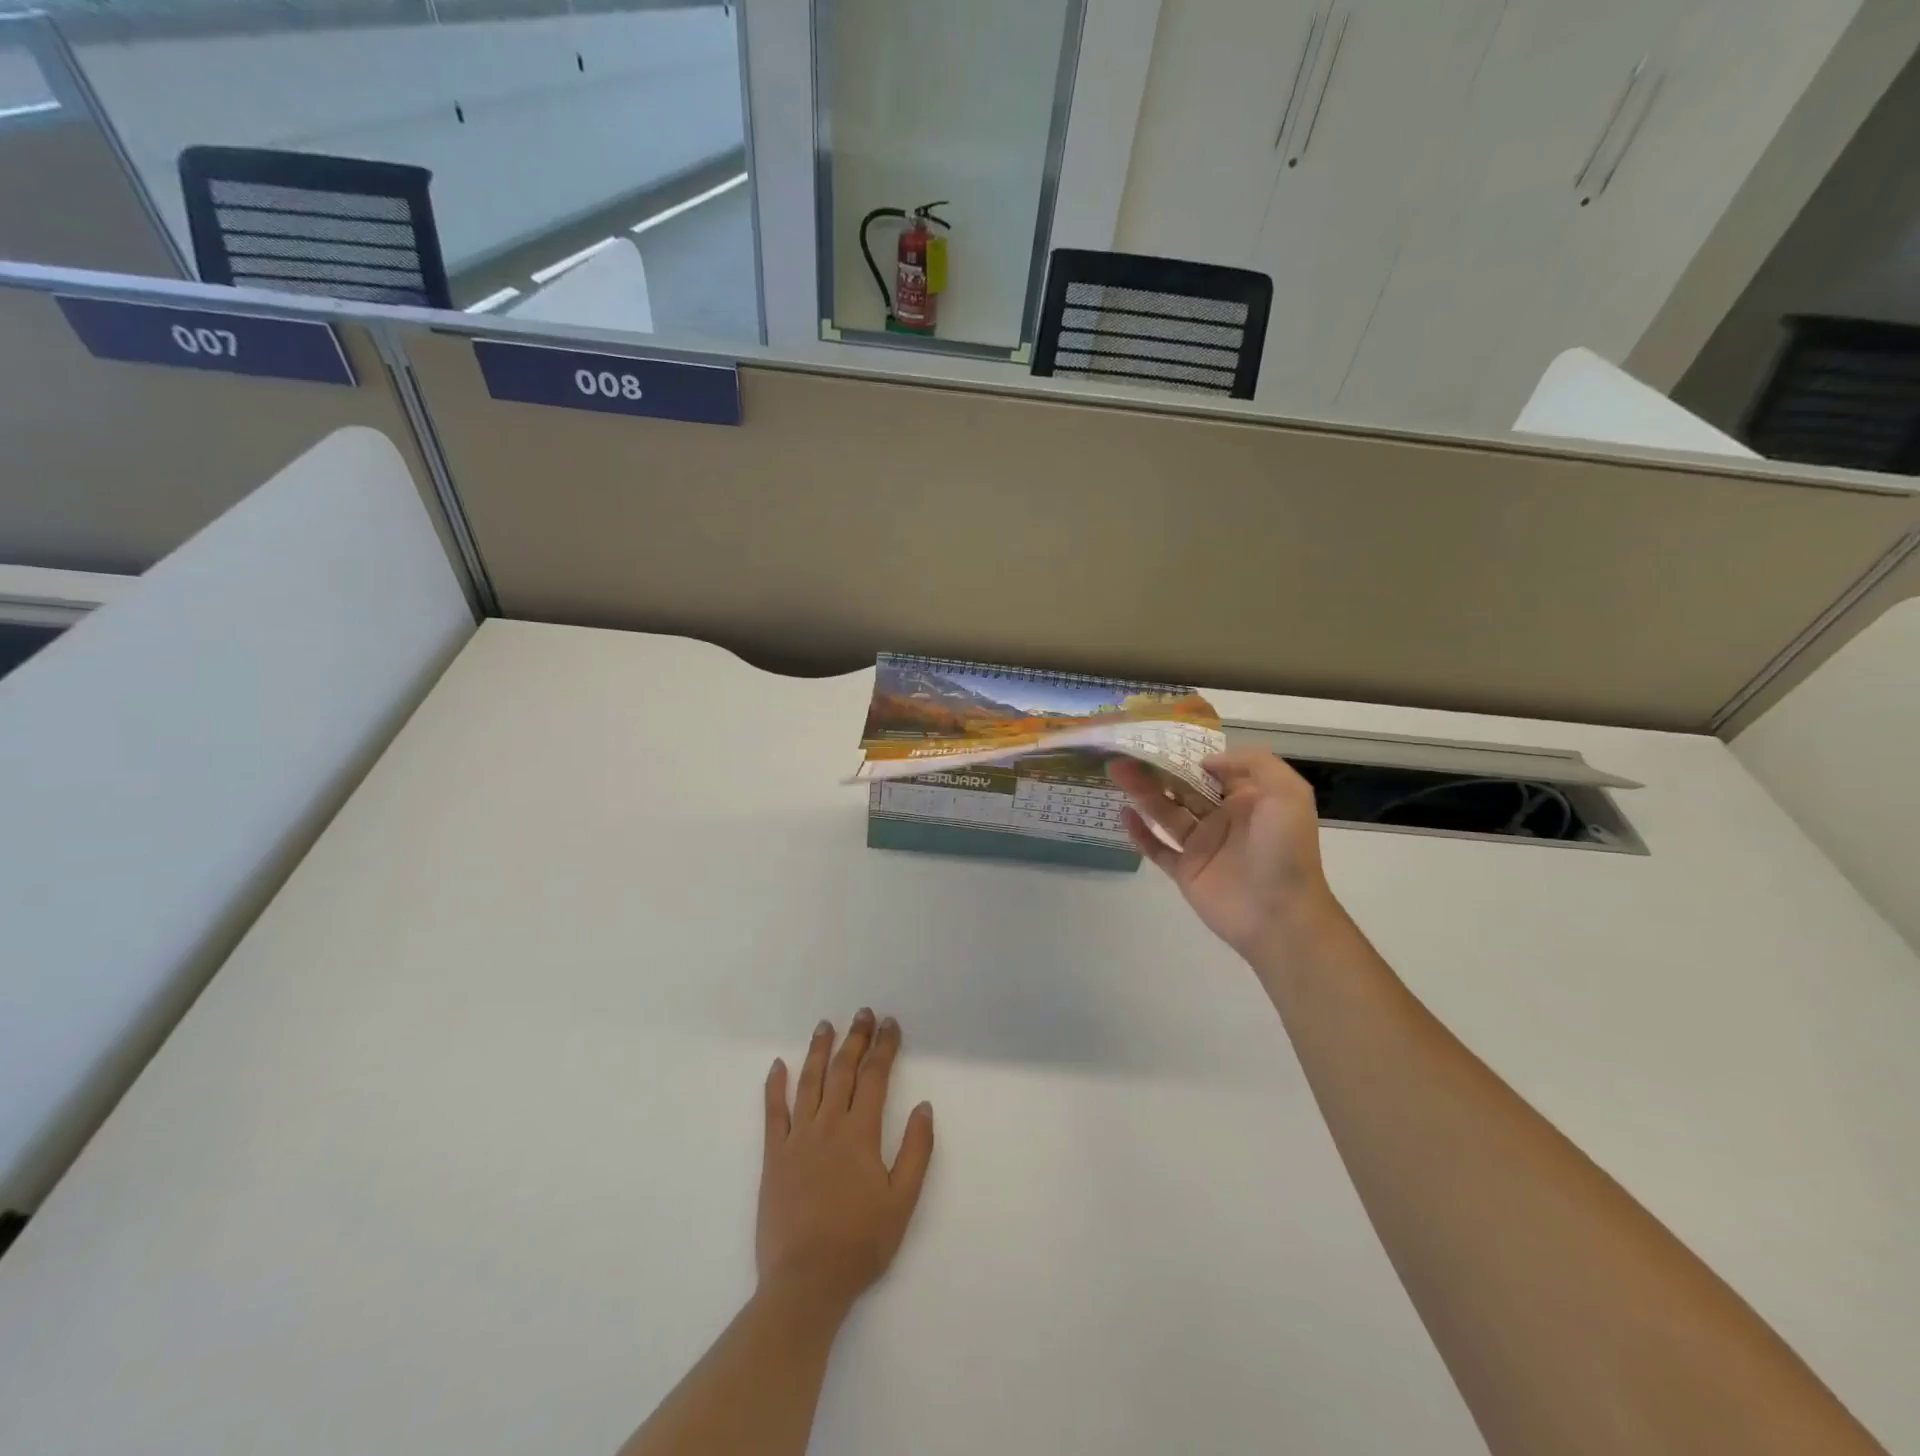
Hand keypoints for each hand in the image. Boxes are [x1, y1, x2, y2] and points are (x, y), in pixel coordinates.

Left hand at [758, 1011, 934, 1321]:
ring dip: (819, 1050)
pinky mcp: (774, 1156)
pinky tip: (778, 1065)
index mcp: (860, 1134)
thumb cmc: (860, 1244)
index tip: (890, 1024)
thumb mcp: (902, 1202)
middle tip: (863, 1013)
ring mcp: (797, 1138)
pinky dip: (775, 1086)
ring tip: (826, 1025)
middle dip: (856, 1038)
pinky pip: (773, 1112)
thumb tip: (924, 1107)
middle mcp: (828, 1125)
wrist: (805, 1283)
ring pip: (809, 1082)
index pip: (875, 1077)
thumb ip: (916, 1151)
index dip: (884, 1047)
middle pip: (843, 1070)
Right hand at [1110, 749, 1342, 959]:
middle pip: (1183, 788)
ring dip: (1142, 792)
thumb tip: (1206, 762)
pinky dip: (1140, 833)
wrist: (1280, 915)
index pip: (1213, 770)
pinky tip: (1124, 814)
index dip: (1188, 754)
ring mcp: (1202, 846)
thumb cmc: (1284, 851)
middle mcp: (1223, 819)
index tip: (1160, 740)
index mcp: (1248, 799)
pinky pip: (1157, 848)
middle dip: (1157, 770)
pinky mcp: (1185, 871)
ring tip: (1116, 771)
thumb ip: (1253, 763)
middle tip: (1127, 753)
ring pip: (1166, 812)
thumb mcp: (1288, 793)